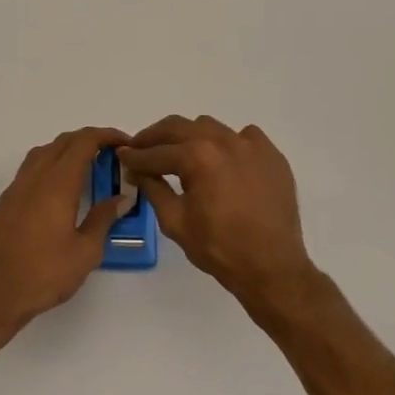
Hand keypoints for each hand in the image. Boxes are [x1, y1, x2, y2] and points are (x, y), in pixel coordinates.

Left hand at [0, 126, 131, 329]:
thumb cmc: (43, 274)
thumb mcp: (85, 252)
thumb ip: (104, 219)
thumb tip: (122, 197)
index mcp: (57, 183)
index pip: (84, 142)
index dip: (107, 135)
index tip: (125, 143)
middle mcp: (35, 177)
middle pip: (63, 142)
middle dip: (89, 140)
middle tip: (111, 154)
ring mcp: (16, 188)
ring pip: (43, 152)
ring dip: (67, 150)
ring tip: (87, 167)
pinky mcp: (4, 202)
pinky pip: (30, 169)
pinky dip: (50, 165)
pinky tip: (59, 190)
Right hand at [118, 116, 318, 314]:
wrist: (272, 268)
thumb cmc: (219, 249)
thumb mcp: (176, 222)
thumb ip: (153, 189)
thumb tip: (137, 170)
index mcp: (198, 157)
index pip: (157, 152)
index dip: (135, 156)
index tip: (122, 156)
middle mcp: (224, 141)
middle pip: (180, 127)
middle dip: (155, 137)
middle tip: (140, 147)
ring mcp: (251, 145)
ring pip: (210, 127)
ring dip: (189, 136)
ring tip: (179, 153)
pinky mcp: (271, 155)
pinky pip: (244, 136)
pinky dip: (227, 143)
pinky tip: (221, 161)